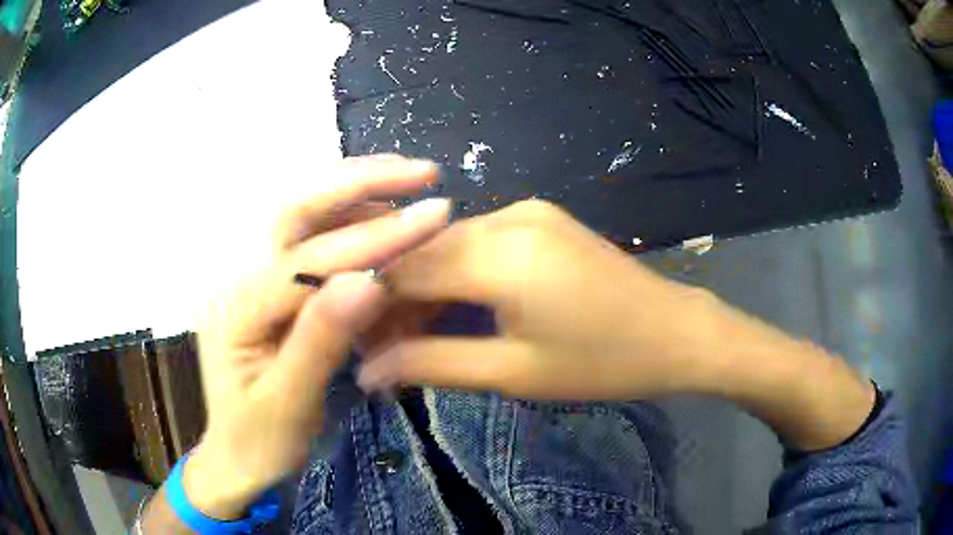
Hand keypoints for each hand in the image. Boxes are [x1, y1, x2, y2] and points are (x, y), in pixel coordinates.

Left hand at [183, 155, 449, 518]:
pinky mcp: (269, 286)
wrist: (238, 457)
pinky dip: (349, 219)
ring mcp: (251, 277)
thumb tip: (370, 281)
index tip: (435, 216)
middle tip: (421, 172)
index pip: (309, 261)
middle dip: (358, 185)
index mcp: (237, 309)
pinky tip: (380, 213)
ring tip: (407, 179)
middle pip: (295, 213)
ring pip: (302, 217)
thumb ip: (321, 342)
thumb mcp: (290, 404)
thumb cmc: (262, 441)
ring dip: (355, 192)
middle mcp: (237, 278)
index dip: (373, 238)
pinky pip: (310, 240)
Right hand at [358, 200, 719, 399]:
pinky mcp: (541, 219)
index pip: (403, 268)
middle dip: (395, 297)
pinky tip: (451, 306)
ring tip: (410, 334)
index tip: (353, 340)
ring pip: (448, 245)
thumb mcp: (513, 372)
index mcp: (501, 254)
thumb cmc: (602, 363)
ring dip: (425, 286)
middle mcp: (508, 217)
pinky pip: (479, 241)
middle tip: (382, 348)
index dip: (370, 303)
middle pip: (424, 251)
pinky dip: (456, 273)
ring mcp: (528, 211)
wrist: (675, 333)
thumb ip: (432, 363)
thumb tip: (367, 372)